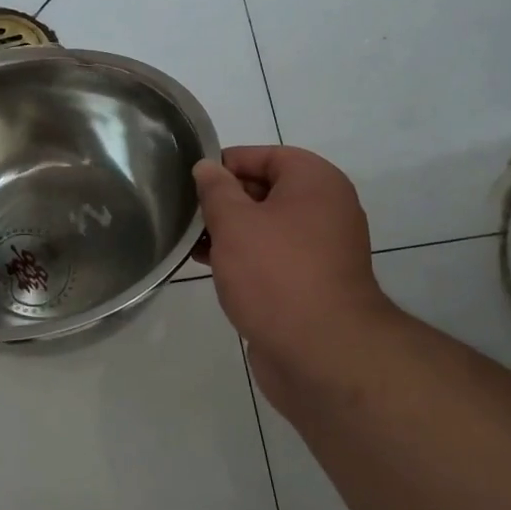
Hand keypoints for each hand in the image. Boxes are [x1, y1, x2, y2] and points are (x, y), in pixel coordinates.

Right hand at [193, 146, 397, 408]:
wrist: (321, 354)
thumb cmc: (275, 274)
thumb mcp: (235, 222)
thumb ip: (216, 190)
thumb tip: (207, 167)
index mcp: (315, 182)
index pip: (264, 155)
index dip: (224, 164)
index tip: (190, 182)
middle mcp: (325, 209)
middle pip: (266, 190)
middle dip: (224, 200)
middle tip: (185, 213)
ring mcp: (321, 249)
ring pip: (266, 226)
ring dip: (230, 231)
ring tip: (190, 241)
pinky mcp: (312, 283)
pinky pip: (273, 256)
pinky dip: (244, 256)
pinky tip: (211, 266)